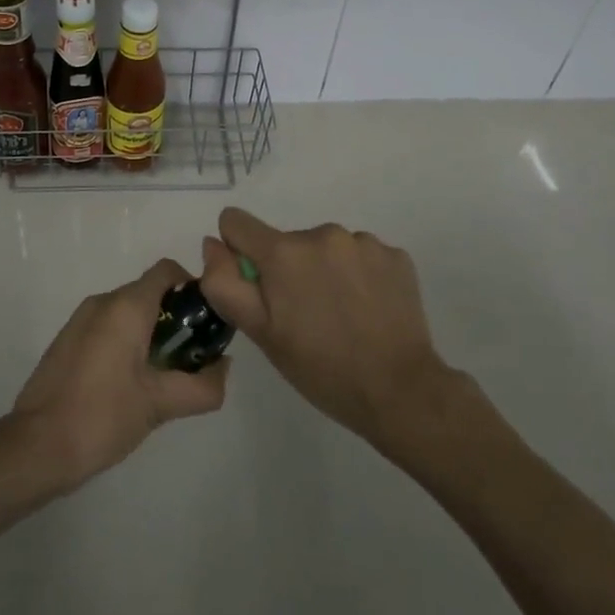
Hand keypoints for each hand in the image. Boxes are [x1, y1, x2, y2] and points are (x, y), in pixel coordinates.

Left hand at [8, 258, 228, 494]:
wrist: (35, 446)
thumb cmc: (102, 416)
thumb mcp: (160, 405)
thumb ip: (202, 386)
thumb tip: (223, 368)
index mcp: (126, 306)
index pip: (167, 271)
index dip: (192, 289)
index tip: (206, 323)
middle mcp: (102, 302)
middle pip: (149, 292)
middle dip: (174, 318)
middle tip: (189, 358)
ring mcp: (80, 320)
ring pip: (127, 311)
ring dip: (150, 333)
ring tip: (161, 376)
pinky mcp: (67, 340)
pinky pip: (107, 326)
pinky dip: (126, 342)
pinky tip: (129, 384)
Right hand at [200, 208, 450, 445]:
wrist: (400, 391)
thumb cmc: (321, 368)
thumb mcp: (261, 333)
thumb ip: (225, 283)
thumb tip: (213, 243)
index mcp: (283, 252)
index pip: (237, 222)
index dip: (238, 252)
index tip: (257, 287)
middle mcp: (322, 233)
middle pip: (286, 241)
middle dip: (287, 269)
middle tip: (304, 316)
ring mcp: (363, 241)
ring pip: (325, 248)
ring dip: (324, 271)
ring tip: (341, 315)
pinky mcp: (395, 254)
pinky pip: (361, 255)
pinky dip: (358, 276)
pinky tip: (368, 310)